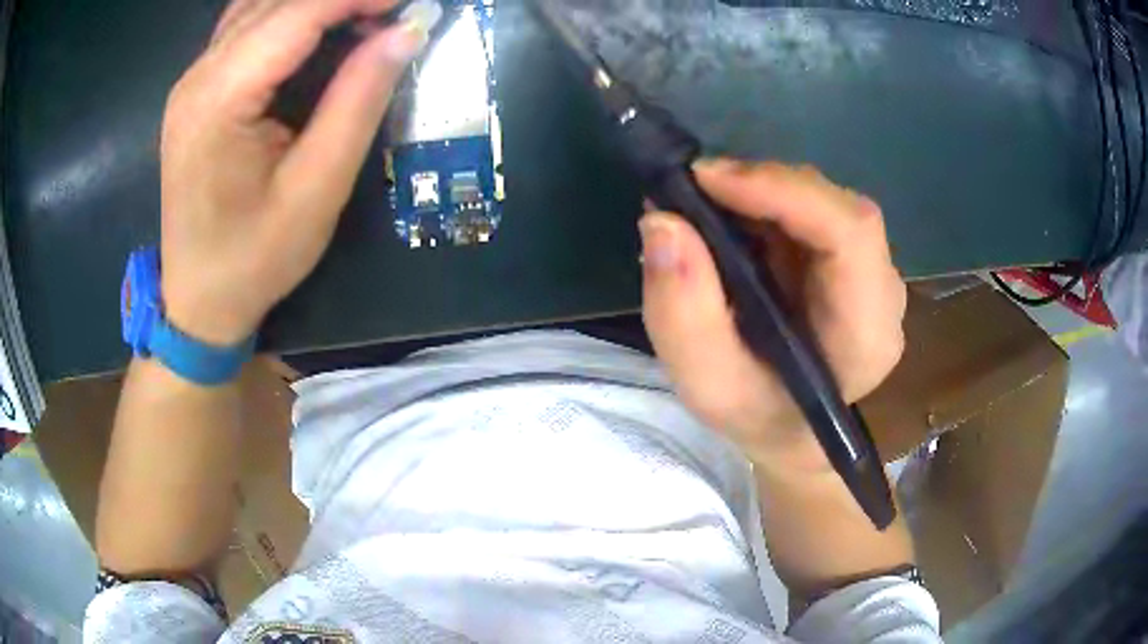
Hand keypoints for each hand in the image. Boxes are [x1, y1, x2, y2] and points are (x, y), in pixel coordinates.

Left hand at [159, 0, 439, 344]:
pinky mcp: (196, 90)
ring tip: (361, 19)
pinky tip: (316, 29)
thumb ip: (358, 100)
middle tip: (391, 14)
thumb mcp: (317, 188)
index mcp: (219, 99)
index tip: (410, 5)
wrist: (197, 301)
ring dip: (314, 3)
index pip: (297, 12)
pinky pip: (244, 26)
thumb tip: (405, 33)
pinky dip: (287, 14)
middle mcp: (197, 76)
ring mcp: (191, 81)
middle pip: (275, 1)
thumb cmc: (255, 258)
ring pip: (258, 5)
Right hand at [641, 160, 906, 467]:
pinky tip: (730, 219)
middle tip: (693, 189)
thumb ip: (682, 314)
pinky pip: (811, 209)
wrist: (789, 428)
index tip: (707, 179)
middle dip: (763, 187)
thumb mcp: (708, 385)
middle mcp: (883, 291)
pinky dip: (765, 203)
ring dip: (760, 193)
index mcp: (867, 333)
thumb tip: (663, 221)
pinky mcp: (850, 258)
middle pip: (837, 207)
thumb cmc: (756, 415)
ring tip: (704, 207)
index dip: (784, 191)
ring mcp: (871, 270)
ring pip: (823, 201)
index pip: (851, 233)